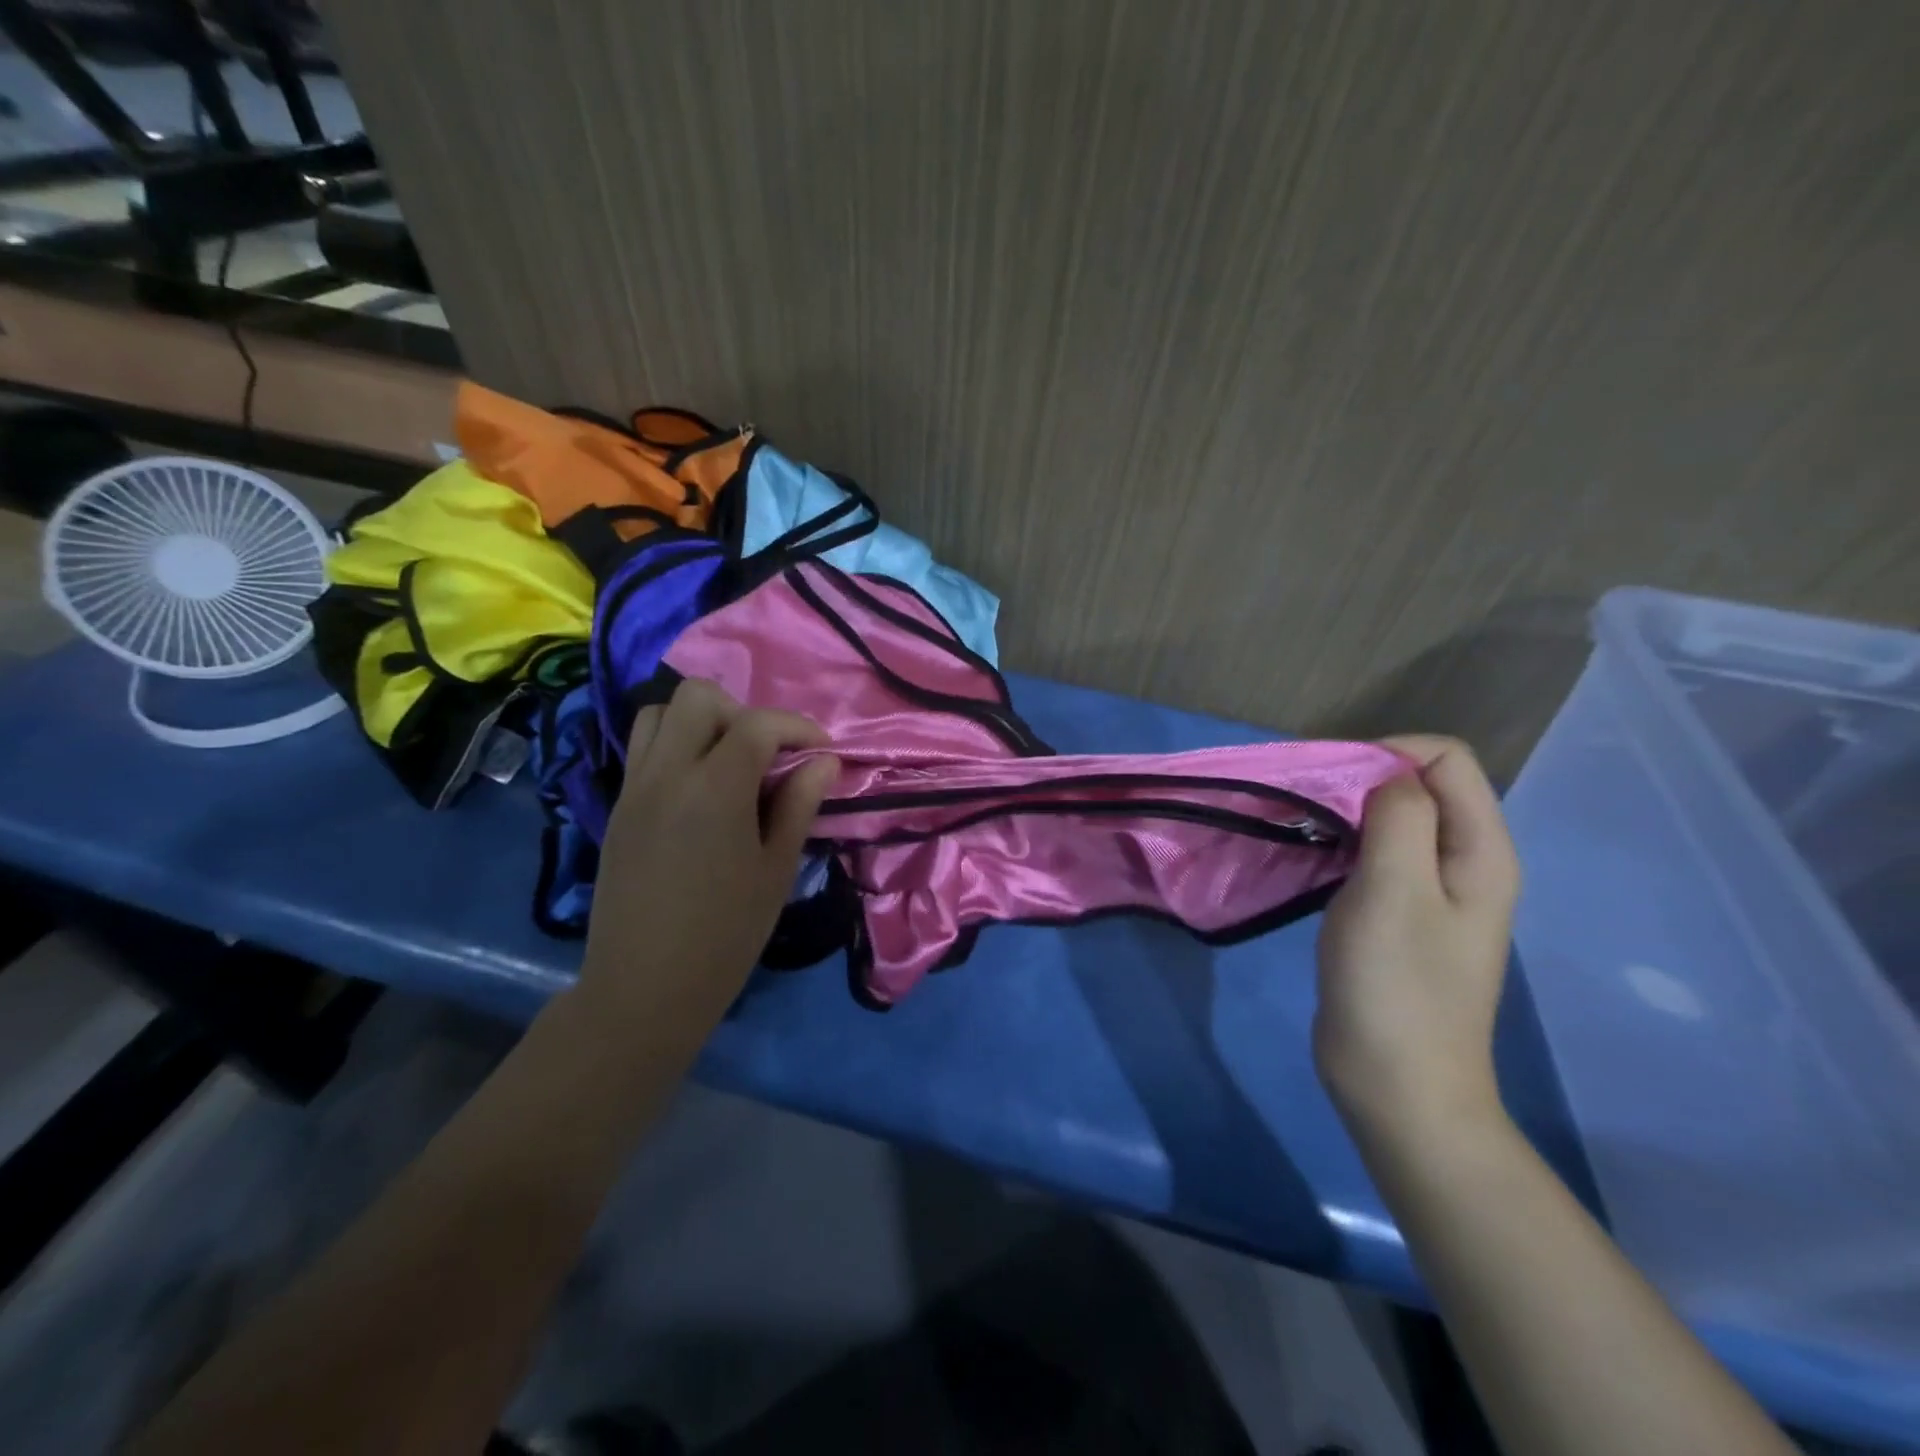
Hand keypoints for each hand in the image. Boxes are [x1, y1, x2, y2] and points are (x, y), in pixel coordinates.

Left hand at [579, 679, 838, 1026]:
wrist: (644, 987)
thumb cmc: (725, 934)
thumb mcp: (776, 870)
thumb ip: (799, 804)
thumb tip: (824, 762)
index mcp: (714, 789)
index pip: (757, 724)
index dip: (797, 727)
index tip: (821, 751)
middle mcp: (667, 773)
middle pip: (698, 696)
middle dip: (742, 712)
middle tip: (766, 754)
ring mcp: (634, 787)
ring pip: (659, 712)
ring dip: (701, 721)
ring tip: (729, 762)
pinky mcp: (618, 806)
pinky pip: (643, 747)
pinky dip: (675, 744)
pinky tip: (699, 788)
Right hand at [1314, 735, 1519, 1150]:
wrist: (1396, 1084)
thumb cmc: (1396, 986)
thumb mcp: (1395, 890)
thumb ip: (1400, 817)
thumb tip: (1387, 775)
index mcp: (1480, 851)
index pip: (1447, 759)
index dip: (1388, 753)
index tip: (1331, 780)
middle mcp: (1464, 862)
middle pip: (1420, 785)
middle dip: (1360, 779)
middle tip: (1305, 804)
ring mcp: (1431, 891)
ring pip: (1391, 819)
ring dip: (1344, 812)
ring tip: (1299, 827)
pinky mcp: (1398, 914)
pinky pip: (1374, 855)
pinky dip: (1340, 843)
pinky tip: (1308, 860)